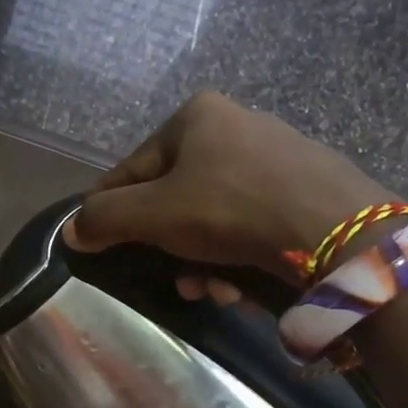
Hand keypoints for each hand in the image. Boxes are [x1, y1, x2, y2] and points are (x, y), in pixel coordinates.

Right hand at [65, 92, 393, 280]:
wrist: (336, 229)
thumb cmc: (231, 209)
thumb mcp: (156, 215)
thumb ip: (106, 219)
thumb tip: (71, 230)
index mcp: (196, 116)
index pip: (132, 168)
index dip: (110, 210)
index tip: (98, 244)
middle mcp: (236, 126)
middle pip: (177, 198)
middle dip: (170, 248)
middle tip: (175, 281)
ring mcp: (276, 156)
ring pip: (216, 218)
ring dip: (205, 261)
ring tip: (211, 291)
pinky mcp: (306, 189)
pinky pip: (253, 225)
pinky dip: (240, 257)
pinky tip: (242, 286)